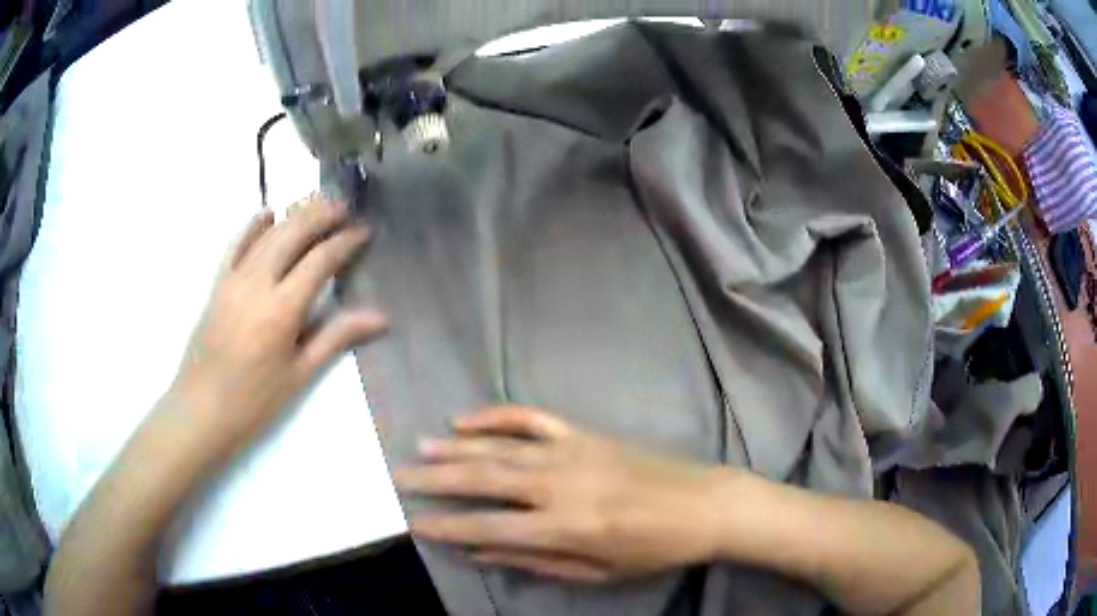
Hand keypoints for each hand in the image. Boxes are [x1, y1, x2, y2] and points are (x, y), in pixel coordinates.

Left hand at [171, 193, 386, 452]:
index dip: (345, 242)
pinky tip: (267, 214)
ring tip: (316, 204)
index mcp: (282, 309)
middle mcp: (257, 283)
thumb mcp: (299, 374)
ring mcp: (233, 279)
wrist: (202, 409)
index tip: (364, 231)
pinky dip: (253, 226)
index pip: (320, 261)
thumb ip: (336, 337)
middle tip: (344, 206)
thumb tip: (380, 317)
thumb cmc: (255, 400)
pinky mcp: (217, 284)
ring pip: (267, 234)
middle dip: (321, 214)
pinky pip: (236, 244)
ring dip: (293, 215)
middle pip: (293, 233)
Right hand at [395, 406, 735, 581]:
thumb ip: (535, 561)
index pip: (489, 528)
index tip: (415, 523)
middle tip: (398, 475)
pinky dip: (497, 416)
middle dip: (436, 480)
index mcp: (566, 526)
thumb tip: (480, 553)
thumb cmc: (653, 549)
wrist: (703, 504)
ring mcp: (572, 452)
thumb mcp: (596, 572)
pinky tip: (468, 419)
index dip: (448, 527)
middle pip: (484, 479)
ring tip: (420, 448)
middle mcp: (561, 484)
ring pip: (500, 447)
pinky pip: (532, 418)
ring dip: (457, 447)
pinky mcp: (585, 433)